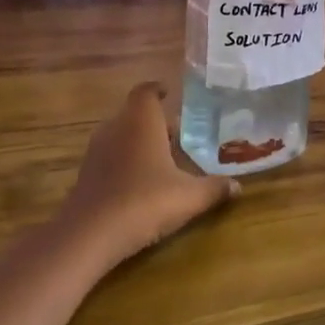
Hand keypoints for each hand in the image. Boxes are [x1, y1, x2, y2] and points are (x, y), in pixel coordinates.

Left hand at [55, 82, 238, 267]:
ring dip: (140, 141)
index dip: (158, 90)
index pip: (146, 91)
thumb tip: (238, 186)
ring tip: (164, 157)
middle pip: (134, 113)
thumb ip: (214, 188)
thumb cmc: (145, 202)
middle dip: (155, 121)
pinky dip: (126, 160)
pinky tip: (143, 181)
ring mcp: (96, 151)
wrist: (90, 235)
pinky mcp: (87, 174)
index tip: (171, 93)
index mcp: (140, 122)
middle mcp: (115, 128)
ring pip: (121, 135)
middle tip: (179, 133)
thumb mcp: (189, 197)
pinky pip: (111, 156)